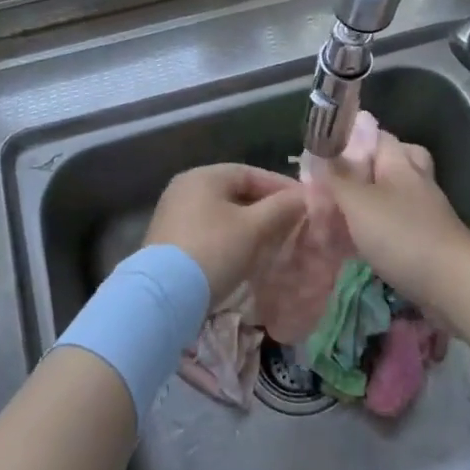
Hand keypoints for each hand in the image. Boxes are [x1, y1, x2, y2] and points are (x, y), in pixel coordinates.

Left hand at [146, 164, 304, 302]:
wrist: (164, 297)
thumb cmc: (213, 251)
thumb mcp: (254, 228)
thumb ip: (281, 208)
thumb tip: (305, 196)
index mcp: (204, 176)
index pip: (250, 173)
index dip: (280, 186)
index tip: (305, 203)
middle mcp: (185, 189)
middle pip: (235, 192)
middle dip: (266, 207)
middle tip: (292, 223)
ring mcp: (174, 215)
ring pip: (223, 214)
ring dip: (250, 225)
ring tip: (274, 241)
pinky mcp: (170, 242)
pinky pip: (209, 232)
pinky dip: (231, 238)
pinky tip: (246, 255)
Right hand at [322, 132, 469, 312]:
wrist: (453, 285)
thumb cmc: (402, 235)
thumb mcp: (358, 203)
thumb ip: (337, 178)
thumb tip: (320, 155)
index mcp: (400, 163)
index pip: (378, 135)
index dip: (352, 138)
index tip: (325, 151)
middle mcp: (416, 181)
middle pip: (394, 161)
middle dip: (368, 167)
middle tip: (341, 180)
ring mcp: (426, 212)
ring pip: (396, 194)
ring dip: (373, 200)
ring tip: (344, 213)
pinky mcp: (429, 241)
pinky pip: (400, 223)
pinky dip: (382, 228)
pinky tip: (362, 241)